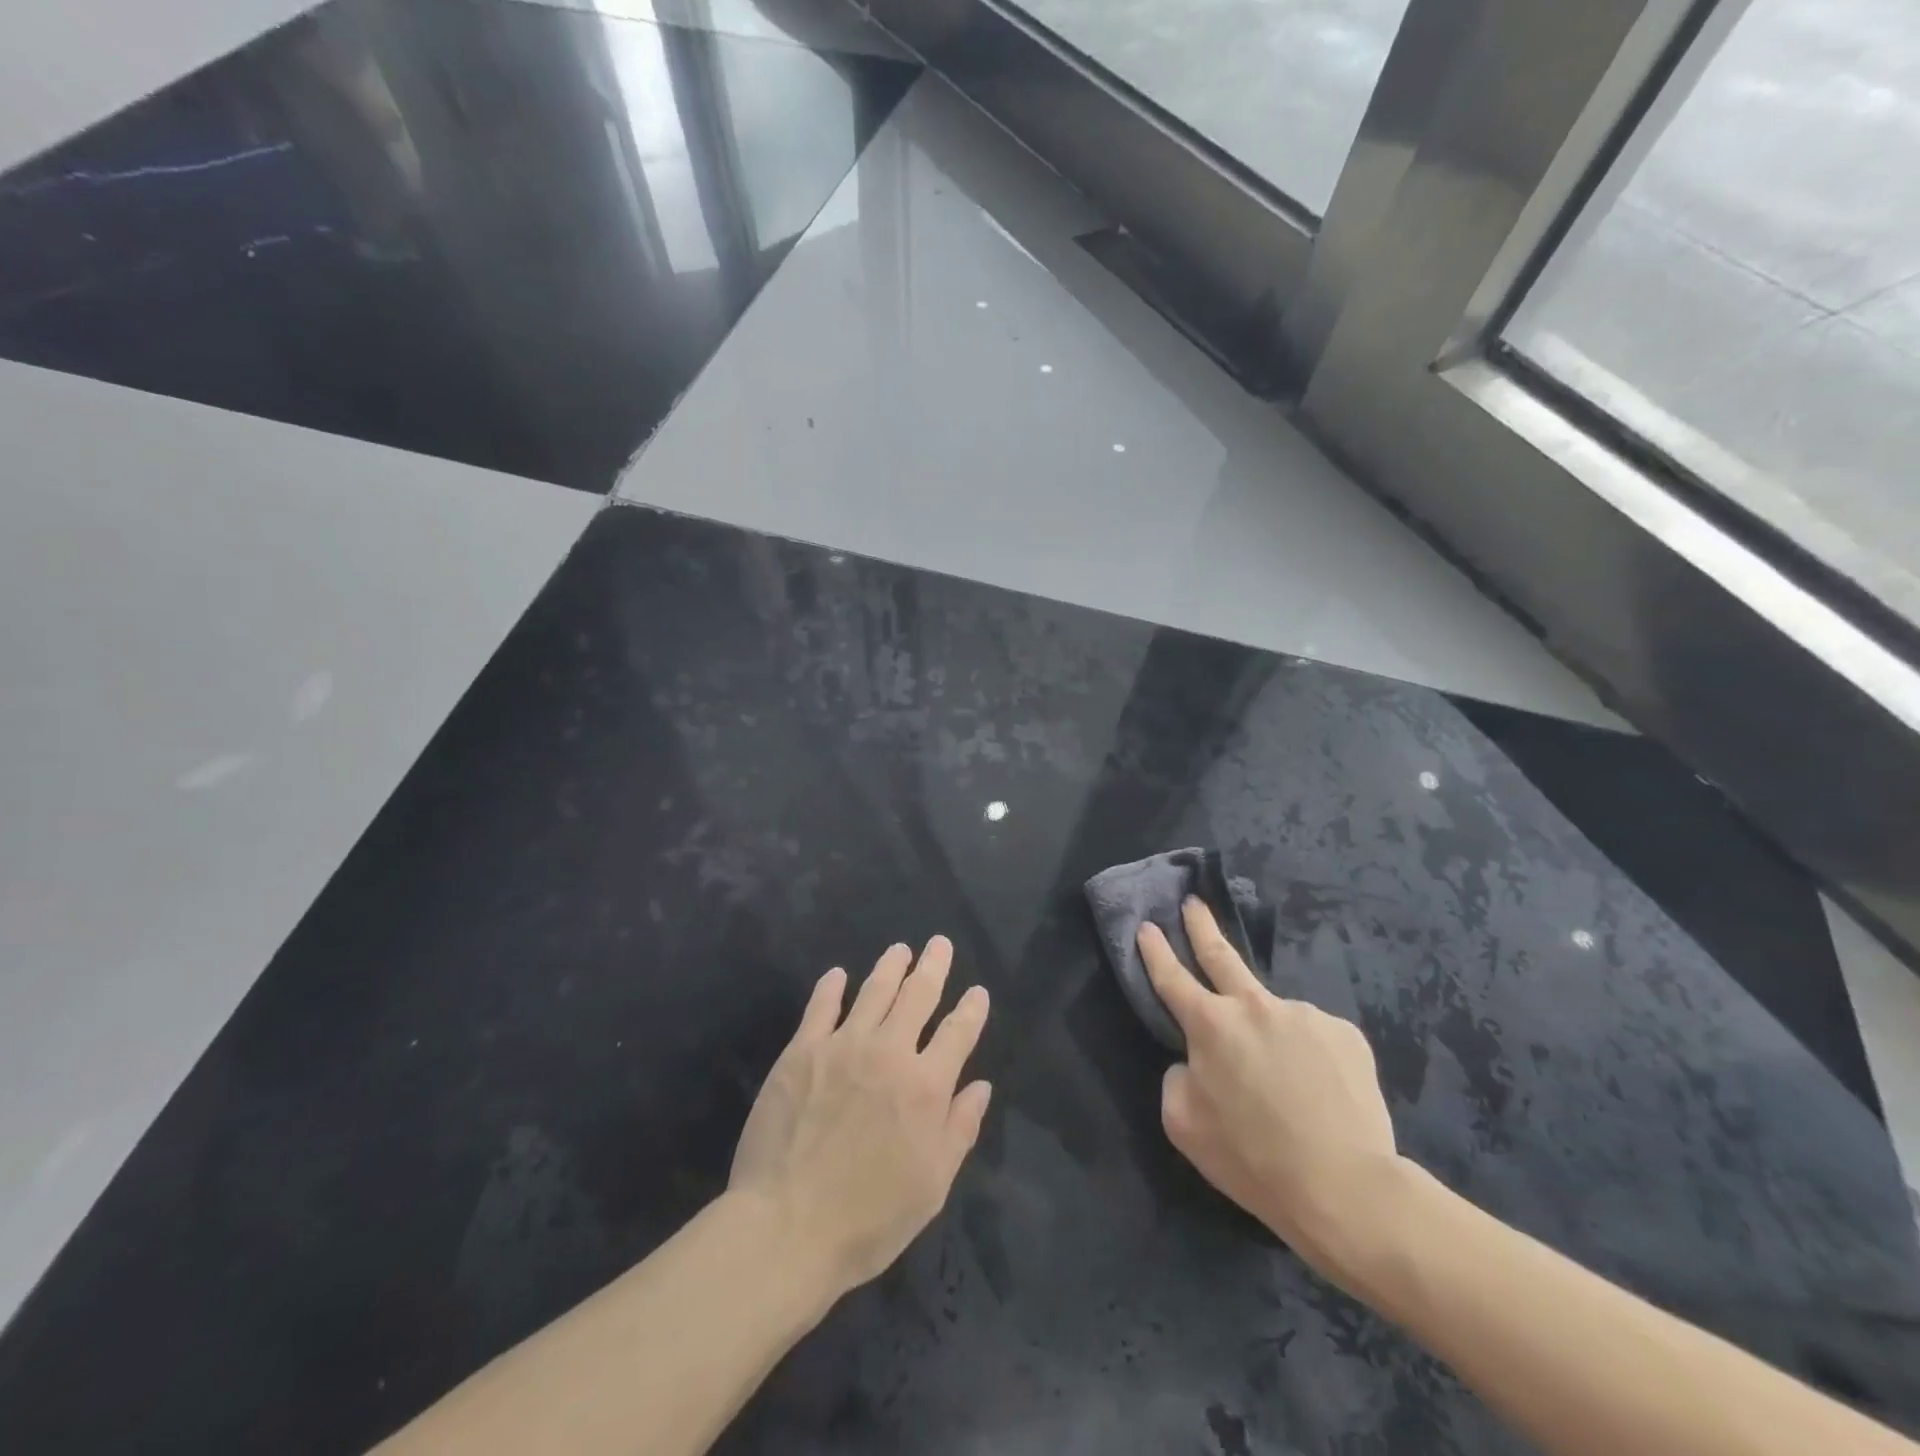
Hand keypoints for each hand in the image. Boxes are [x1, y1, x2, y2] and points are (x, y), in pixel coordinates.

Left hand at [729, 936, 991, 1299]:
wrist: (786, 1227)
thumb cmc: (868, 1218)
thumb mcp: (932, 1186)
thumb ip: (960, 1129)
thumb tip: (981, 1085)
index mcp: (926, 1086)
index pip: (958, 1033)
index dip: (971, 1009)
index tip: (978, 991)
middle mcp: (889, 1052)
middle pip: (918, 996)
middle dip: (933, 967)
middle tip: (940, 943)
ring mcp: (843, 1046)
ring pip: (874, 991)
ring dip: (890, 966)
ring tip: (900, 949)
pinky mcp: (802, 1051)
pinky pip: (821, 1007)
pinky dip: (831, 986)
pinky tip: (837, 974)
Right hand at [1138, 899, 1399, 1280]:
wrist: (1344, 1187)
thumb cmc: (1252, 1159)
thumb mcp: (1184, 1124)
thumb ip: (1177, 1078)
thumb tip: (1194, 1060)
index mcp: (1209, 1024)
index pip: (1171, 977)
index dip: (1155, 951)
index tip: (1147, 926)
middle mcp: (1253, 1005)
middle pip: (1220, 954)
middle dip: (1201, 925)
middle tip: (1193, 902)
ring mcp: (1303, 1014)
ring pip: (1274, 1015)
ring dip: (1270, 1033)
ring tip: (1287, 1084)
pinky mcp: (1344, 1033)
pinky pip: (1314, 1038)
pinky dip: (1309, 1056)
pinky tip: (1319, 1091)